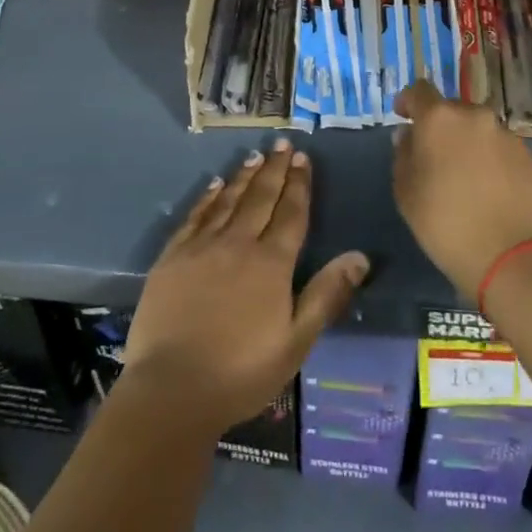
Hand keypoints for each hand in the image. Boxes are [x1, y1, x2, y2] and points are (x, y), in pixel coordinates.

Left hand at [123, 139, 368, 432]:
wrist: (172, 389)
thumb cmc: (241, 372)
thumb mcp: (296, 342)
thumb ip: (326, 295)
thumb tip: (360, 256)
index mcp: (271, 264)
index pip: (291, 213)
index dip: (299, 184)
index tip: (303, 158)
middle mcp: (238, 244)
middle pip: (261, 198)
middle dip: (275, 169)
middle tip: (283, 143)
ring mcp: (201, 247)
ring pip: (228, 201)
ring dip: (244, 176)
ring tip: (256, 156)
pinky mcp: (172, 257)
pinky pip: (195, 216)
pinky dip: (208, 198)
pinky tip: (215, 185)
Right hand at [392, 80, 531, 298]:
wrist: (510, 258)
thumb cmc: (445, 223)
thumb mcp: (405, 192)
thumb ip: (403, 155)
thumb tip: (409, 136)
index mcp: (440, 118)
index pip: (419, 91)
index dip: (408, 102)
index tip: (403, 117)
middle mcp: (475, 116)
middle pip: (452, 109)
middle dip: (440, 126)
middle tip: (434, 156)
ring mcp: (507, 135)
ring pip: (479, 129)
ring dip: (467, 143)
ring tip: (464, 176)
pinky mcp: (530, 157)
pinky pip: (501, 149)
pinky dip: (491, 160)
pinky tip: (489, 190)